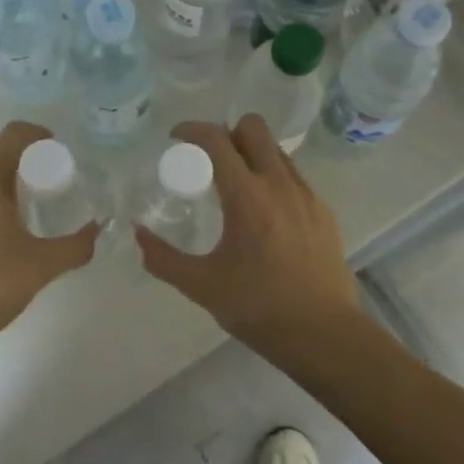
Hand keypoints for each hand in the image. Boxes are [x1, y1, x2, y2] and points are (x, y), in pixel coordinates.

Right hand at [135, 116, 361, 357]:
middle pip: (253, 127)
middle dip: (227, 133)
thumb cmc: (259, 308)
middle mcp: (279, 183)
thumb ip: (164, 258)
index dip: (192, 129)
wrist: (325, 336)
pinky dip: (273, 178)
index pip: (217, 139)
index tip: (176, 138)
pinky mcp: (323, 211)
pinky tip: (265, 213)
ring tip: (236, 186)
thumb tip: (139, 233)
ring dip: (252, 153)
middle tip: (210, 161)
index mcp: (247, 195)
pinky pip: (293, 175)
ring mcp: (306, 194)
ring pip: (275, 149)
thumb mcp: (202, 286)